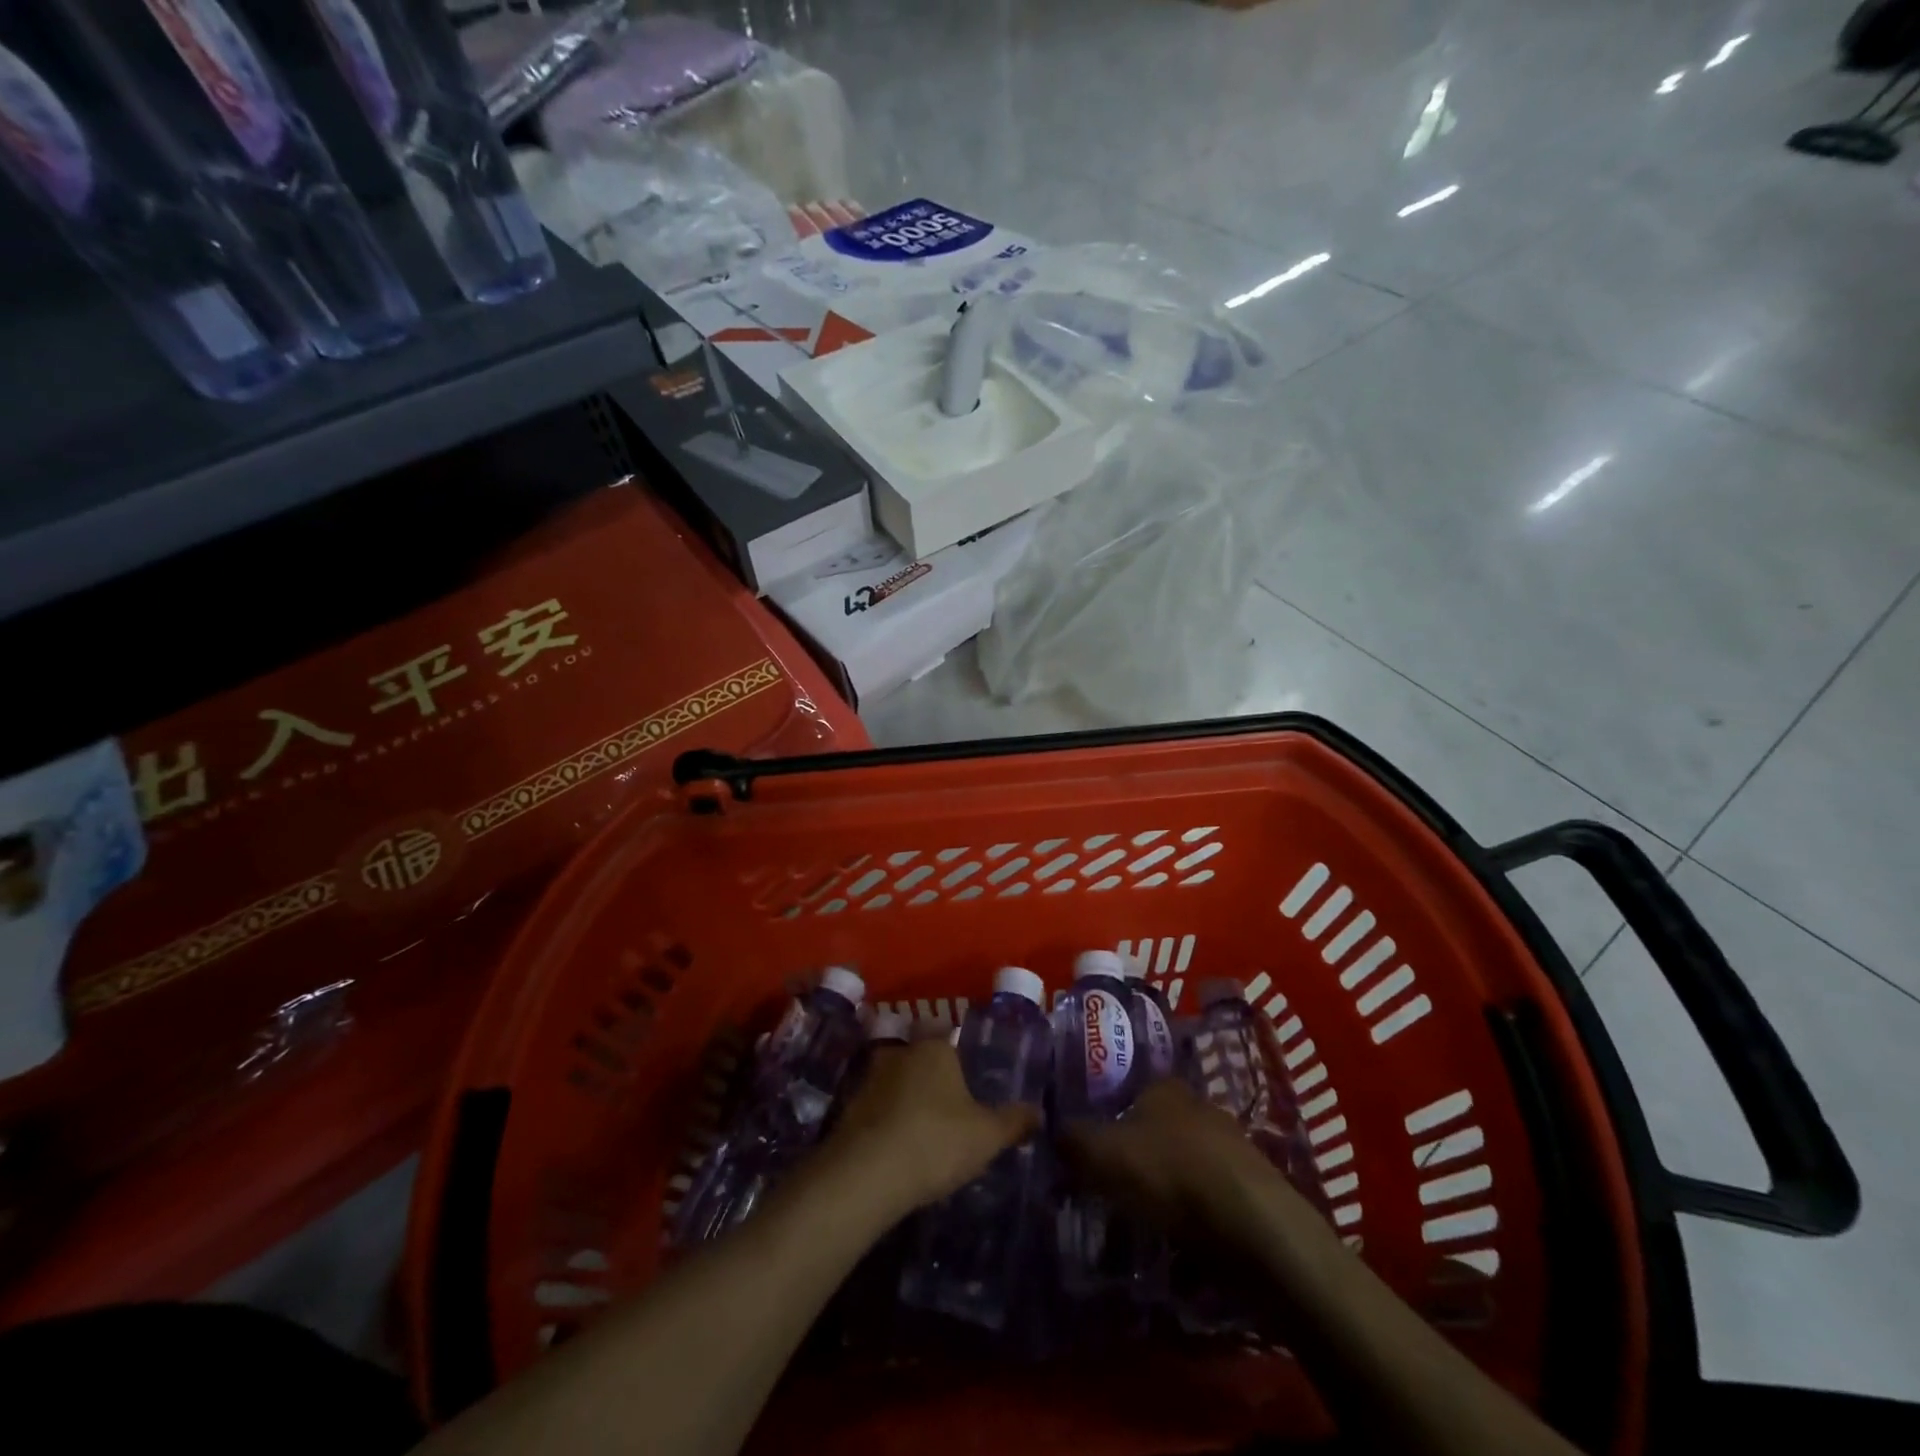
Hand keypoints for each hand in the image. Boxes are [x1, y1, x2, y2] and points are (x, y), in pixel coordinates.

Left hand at [822, 1040, 1039, 1218]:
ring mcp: (868, 1078)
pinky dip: (886, 1124)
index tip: (970, 1089)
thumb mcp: (986, 1136)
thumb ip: (1014, 1122)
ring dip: (906, 1103)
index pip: (951, 1041)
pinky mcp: (847, 1108)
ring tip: (924, 1135)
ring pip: (896, 1084)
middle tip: (950, 1113)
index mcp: (934, 1048)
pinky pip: (876, 1110)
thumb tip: (1039, 1112)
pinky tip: (897, 1151)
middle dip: (933, 1082)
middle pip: (922, 1061)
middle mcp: (899, 1052)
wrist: (865, 1175)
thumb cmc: (935, 1141)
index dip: (962, 1065)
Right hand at [1059, 1079, 1286, 1238]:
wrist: (1254, 1226)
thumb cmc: (1171, 1174)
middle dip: (1139, 1155)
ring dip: (1168, 1187)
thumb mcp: (1102, 1154)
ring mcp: (1232, 1147)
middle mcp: (1200, 1106)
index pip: (1131, 1092)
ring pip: (1186, 1162)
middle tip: (1114, 1188)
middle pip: (1159, 1127)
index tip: (1094, 1151)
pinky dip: (1195, 1214)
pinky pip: (1211, 1197)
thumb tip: (1052, 1132)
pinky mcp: (1253, 1189)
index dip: (1110, 1119)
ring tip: (1145, 1220)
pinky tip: (1182, 1240)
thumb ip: (1073, 1141)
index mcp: (1165, 1088)